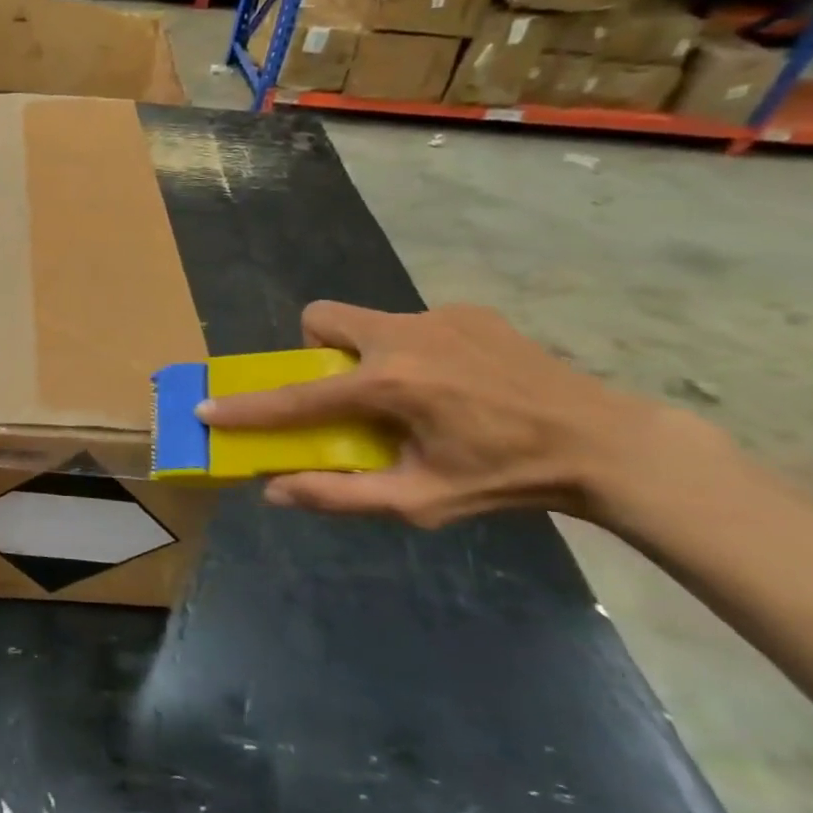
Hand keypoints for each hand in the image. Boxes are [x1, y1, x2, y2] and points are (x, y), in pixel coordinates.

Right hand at [199, 301, 664, 527]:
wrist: (605, 443)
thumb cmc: (506, 479)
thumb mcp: (421, 501)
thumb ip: (342, 495)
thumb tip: (276, 491)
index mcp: (390, 385)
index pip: (298, 396)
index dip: (249, 407)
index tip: (207, 407)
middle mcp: (404, 336)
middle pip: (322, 319)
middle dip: (316, 351)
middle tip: (347, 392)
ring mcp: (438, 316)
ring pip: (366, 319)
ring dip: (365, 352)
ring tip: (412, 395)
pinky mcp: (468, 311)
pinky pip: (412, 324)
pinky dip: (411, 350)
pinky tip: (455, 384)